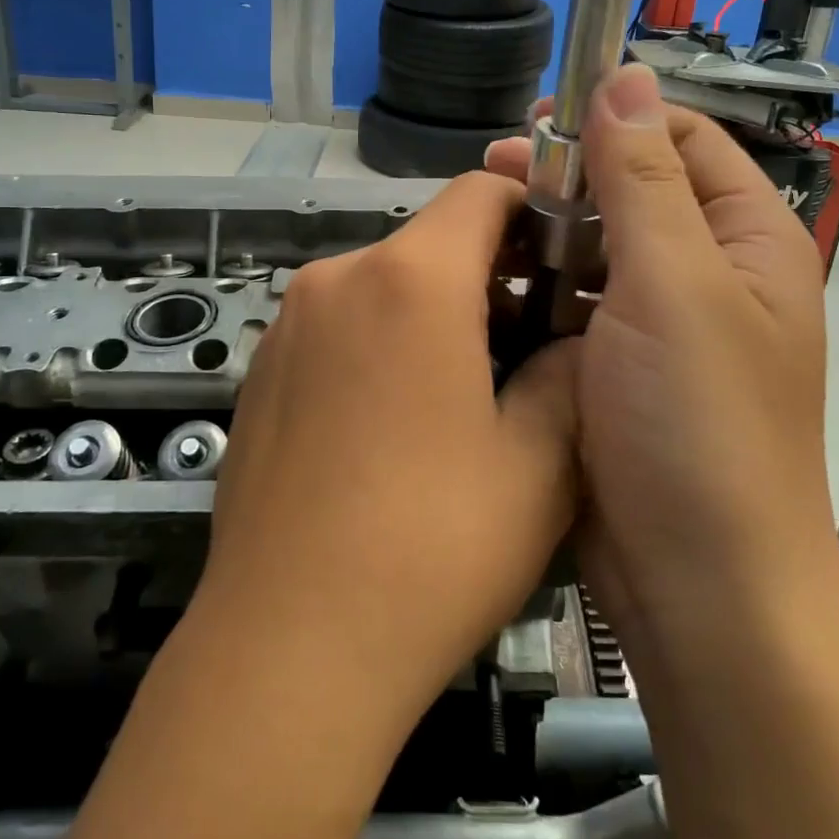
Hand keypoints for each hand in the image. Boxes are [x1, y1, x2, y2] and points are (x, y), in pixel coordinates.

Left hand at [194, 171, 578, 720]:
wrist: (286, 646)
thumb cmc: (431, 546)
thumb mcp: (538, 463)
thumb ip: (569, 374)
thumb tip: (576, 340)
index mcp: (410, 279)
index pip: (481, 192)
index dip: (534, 212)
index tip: (566, 264)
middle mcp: (338, 278)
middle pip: (432, 240)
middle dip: (490, 275)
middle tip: (532, 348)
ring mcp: (289, 324)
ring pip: (385, 284)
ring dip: (435, 313)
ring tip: (469, 396)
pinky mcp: (261, 369)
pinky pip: (339, 325)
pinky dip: (381, 342)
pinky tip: (395, 428)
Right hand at [485, 64, 830, 656]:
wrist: (699, 591)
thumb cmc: (698, 427)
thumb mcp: (672, 286)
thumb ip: (644, 179)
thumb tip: (626, 74)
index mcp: (747, 241)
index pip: (683, 139)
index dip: (617, 117)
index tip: (541, 120)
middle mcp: (708, 274)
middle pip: (634, 190)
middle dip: (569, 175)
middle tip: (496, 174)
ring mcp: (659, 326)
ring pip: (597, 248)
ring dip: (548, 232)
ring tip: (483, 227)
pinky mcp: (616, 368)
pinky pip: (575, 303)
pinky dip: (539, 287)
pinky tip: (493, 284)